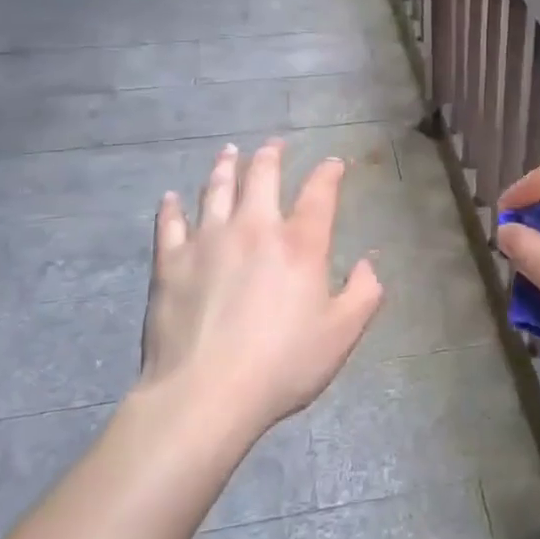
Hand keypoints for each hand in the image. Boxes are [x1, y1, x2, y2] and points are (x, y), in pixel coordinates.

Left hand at [140, 140, 382, 439]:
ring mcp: (207, 240)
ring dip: (224, 167)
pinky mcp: (171, 262)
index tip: (333, 163)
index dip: (329, 173)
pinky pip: (169, 223)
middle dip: (271, 156)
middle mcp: (254, 228)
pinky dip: (171, 206)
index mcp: (300, 243)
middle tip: (274, 145)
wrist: (205, 393)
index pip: (319, 193)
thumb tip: (369, 264)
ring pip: (215, 189)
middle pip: (262, 177)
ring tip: (228, 152)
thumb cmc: (283, 364)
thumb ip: (364, 293)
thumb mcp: (342, 334)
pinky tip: (171, 197)